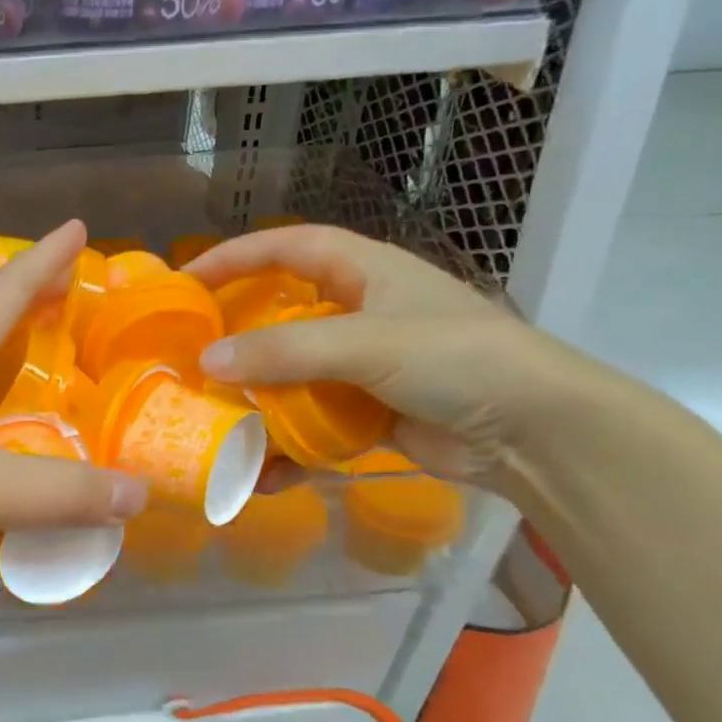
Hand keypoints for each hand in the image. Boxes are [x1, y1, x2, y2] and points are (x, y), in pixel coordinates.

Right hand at [185, 225, 582, 484]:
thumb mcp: (368, 343)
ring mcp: (363, 368)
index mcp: (366, 272)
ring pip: (292, 377)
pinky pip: (312, 426)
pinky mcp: (369, 414)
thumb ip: (285, 350)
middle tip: (189, 355)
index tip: (186, 280)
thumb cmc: (457, 359)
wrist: (535, 433)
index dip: (236, 256)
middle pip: (282, 315)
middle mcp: (360, 314)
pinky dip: (287, 449)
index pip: (288, 248)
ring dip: (255, 402)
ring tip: (212, 421)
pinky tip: (260, 474)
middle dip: (236, 335)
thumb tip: (208, 362)